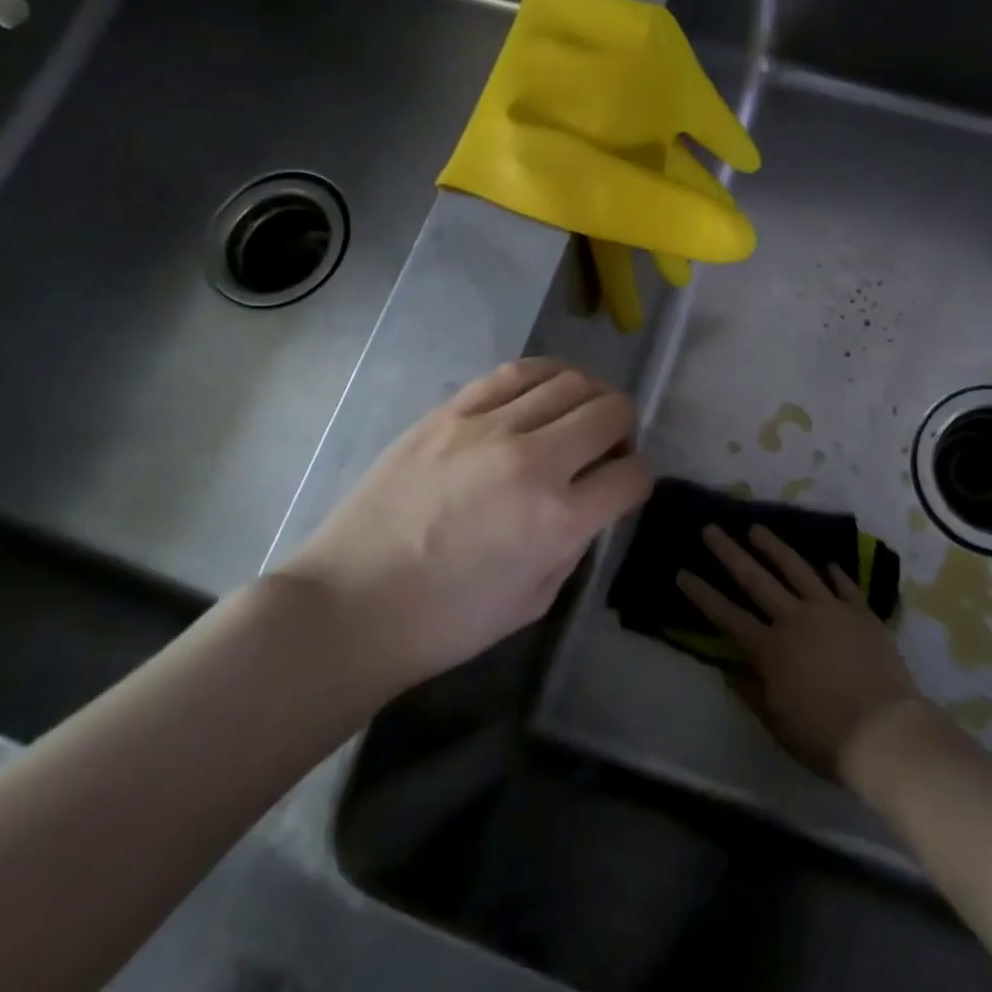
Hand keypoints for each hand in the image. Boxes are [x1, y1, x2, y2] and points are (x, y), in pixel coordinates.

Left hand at [282, 358, 652, 706]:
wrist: (351, 603)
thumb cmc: (446, 620)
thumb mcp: (535, 599)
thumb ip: (575, 542)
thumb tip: (590, 500)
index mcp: (558, 519)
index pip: (632, 475)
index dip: (640, 478)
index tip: (626, 484)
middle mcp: (534, 460)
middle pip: (611, 411)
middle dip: (625, 429)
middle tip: (609, 447)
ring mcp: (489, 426)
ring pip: (570, 380)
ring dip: (591, 395)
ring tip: (580, 414)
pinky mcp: (451, 411)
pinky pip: (516, 371)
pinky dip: (547, 375)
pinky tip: (546, 391)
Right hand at [677, 524, 922, 779]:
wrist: (884, 731)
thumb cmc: (824, 736)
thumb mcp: (778, 723)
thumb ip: (753, 693)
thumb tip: (733, 671)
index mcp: (770, 649)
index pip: (727, 616)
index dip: (703, 594)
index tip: (683, 572)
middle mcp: (795, 619)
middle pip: (756, 579)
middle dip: (729, 553)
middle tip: (711, 529)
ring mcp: (830, 610)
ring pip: (797, 569)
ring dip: (774, 547)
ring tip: (756, 527)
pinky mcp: (861, 612)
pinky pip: (844, 585)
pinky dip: (834, 572)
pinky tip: (826, 561)